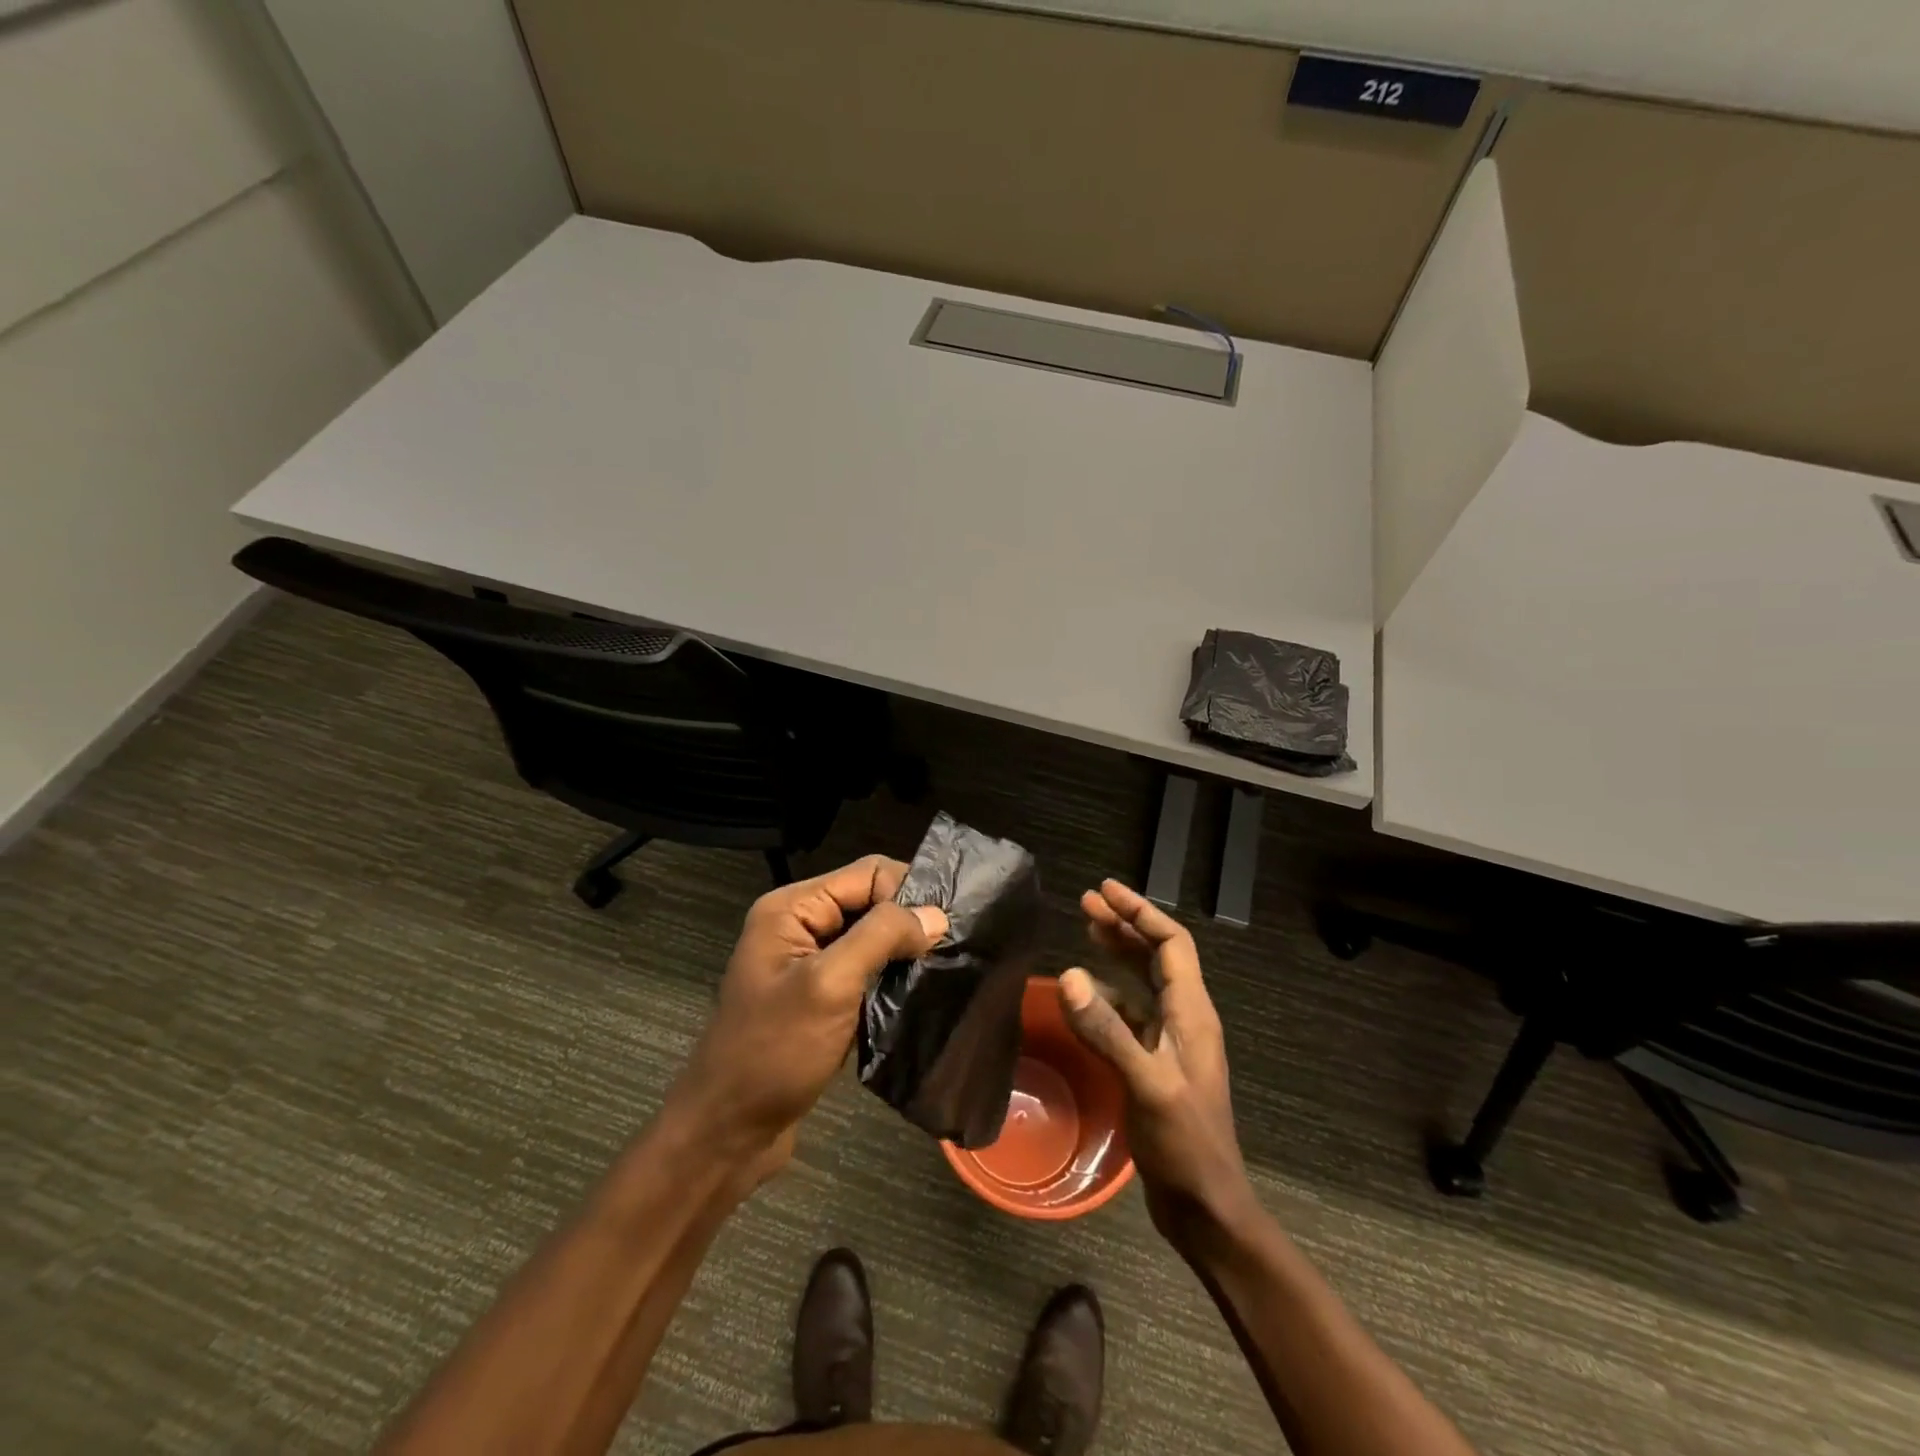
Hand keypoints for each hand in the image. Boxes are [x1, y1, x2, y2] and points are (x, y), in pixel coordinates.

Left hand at [669, 856, 947, 1176]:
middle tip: (952, 948)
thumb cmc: (774, 1052)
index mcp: (792, 908)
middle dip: (909, 922)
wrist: (727, 1134)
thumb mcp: (829, 985)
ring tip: (942, 971)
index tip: (944, 927)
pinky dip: (890, 980)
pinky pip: (864, 972)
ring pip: (871, 939)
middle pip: (870, 902)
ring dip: (903, 953)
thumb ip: (881, 937)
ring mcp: (808, 964)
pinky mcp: (820, 998)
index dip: (907, 892)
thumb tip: (936, 914)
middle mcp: (799, 926)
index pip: (868, 873)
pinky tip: (917, 996)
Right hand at [1058, 880, 1249, 1245]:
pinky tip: (1085, 997)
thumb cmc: (1186, 1144)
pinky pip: (1130, 1015)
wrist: (1206, 1209)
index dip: (1140, 912)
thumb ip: (1107, 1029)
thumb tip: (1068, 974)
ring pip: (1143, 982)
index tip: (1105, 890)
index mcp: (1192, 1013)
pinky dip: (1107, 996)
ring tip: (1085, 932)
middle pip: (1156, 956)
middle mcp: (1184, 1019)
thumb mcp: (1147, 1084)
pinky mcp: (1154, 1065)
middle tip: (1086, 903)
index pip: (1172, 944)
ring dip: (1116, 955)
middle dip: (1124, 926)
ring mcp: (1170, 1043)